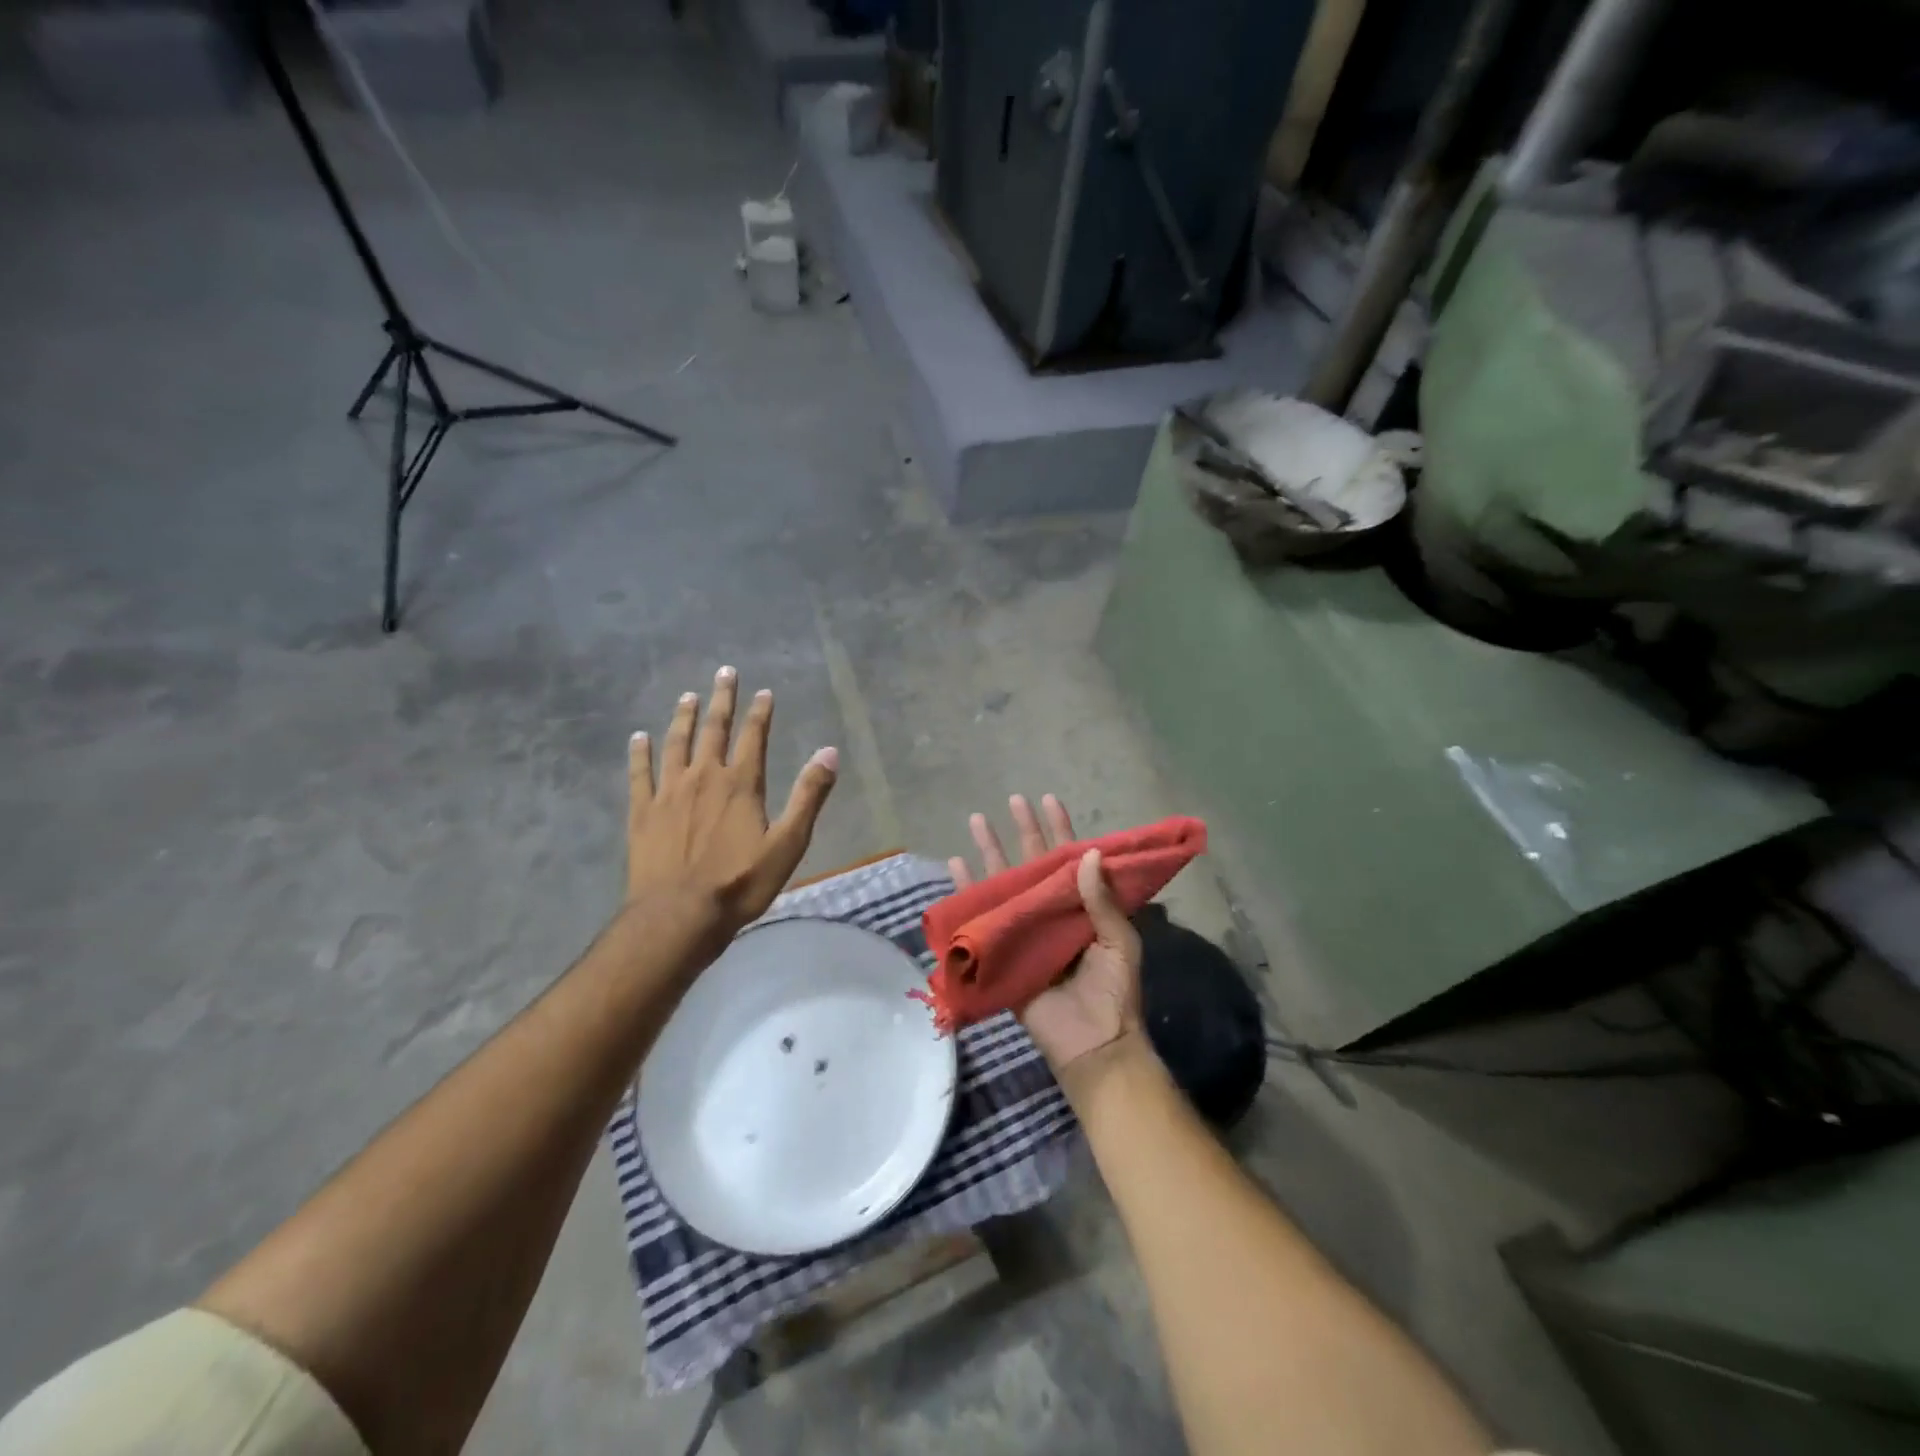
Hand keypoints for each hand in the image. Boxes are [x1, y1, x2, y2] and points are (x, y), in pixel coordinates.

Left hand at [627, 667, 837, 940]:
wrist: (679, 915)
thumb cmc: (740, 883)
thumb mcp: (789, 843)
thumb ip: (808, 795)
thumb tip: (829, 752)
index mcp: (741, 784)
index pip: (754, 737)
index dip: (760, 713)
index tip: (763, 692)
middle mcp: (704, 776)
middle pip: (714, 729)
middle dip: (721, 700)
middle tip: (724, 673)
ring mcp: (669, 792)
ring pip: (676, 743)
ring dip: (683, 717)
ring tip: (687, 696)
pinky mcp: (642, 811)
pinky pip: (639, 773)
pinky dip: (639, 752)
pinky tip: (638, 737)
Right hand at [949, 794, 1143, 1075]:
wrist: (1094, 1045)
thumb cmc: (1114, 992)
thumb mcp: (1120, 942)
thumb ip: (1103, 900)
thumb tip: (1089, 852)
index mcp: (1084, 908)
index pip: (1070, 860)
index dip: (1060, 830)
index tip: (1049, 800)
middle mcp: (1052, 912)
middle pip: (1034, 863)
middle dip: (1023, 830)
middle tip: (1013, 799)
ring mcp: (1026, 930)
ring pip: (1005, 882)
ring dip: (991, 852)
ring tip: (977, 820)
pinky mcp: (1003, 952)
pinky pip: (983, 917)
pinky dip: (968, 892)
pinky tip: (956, 867)